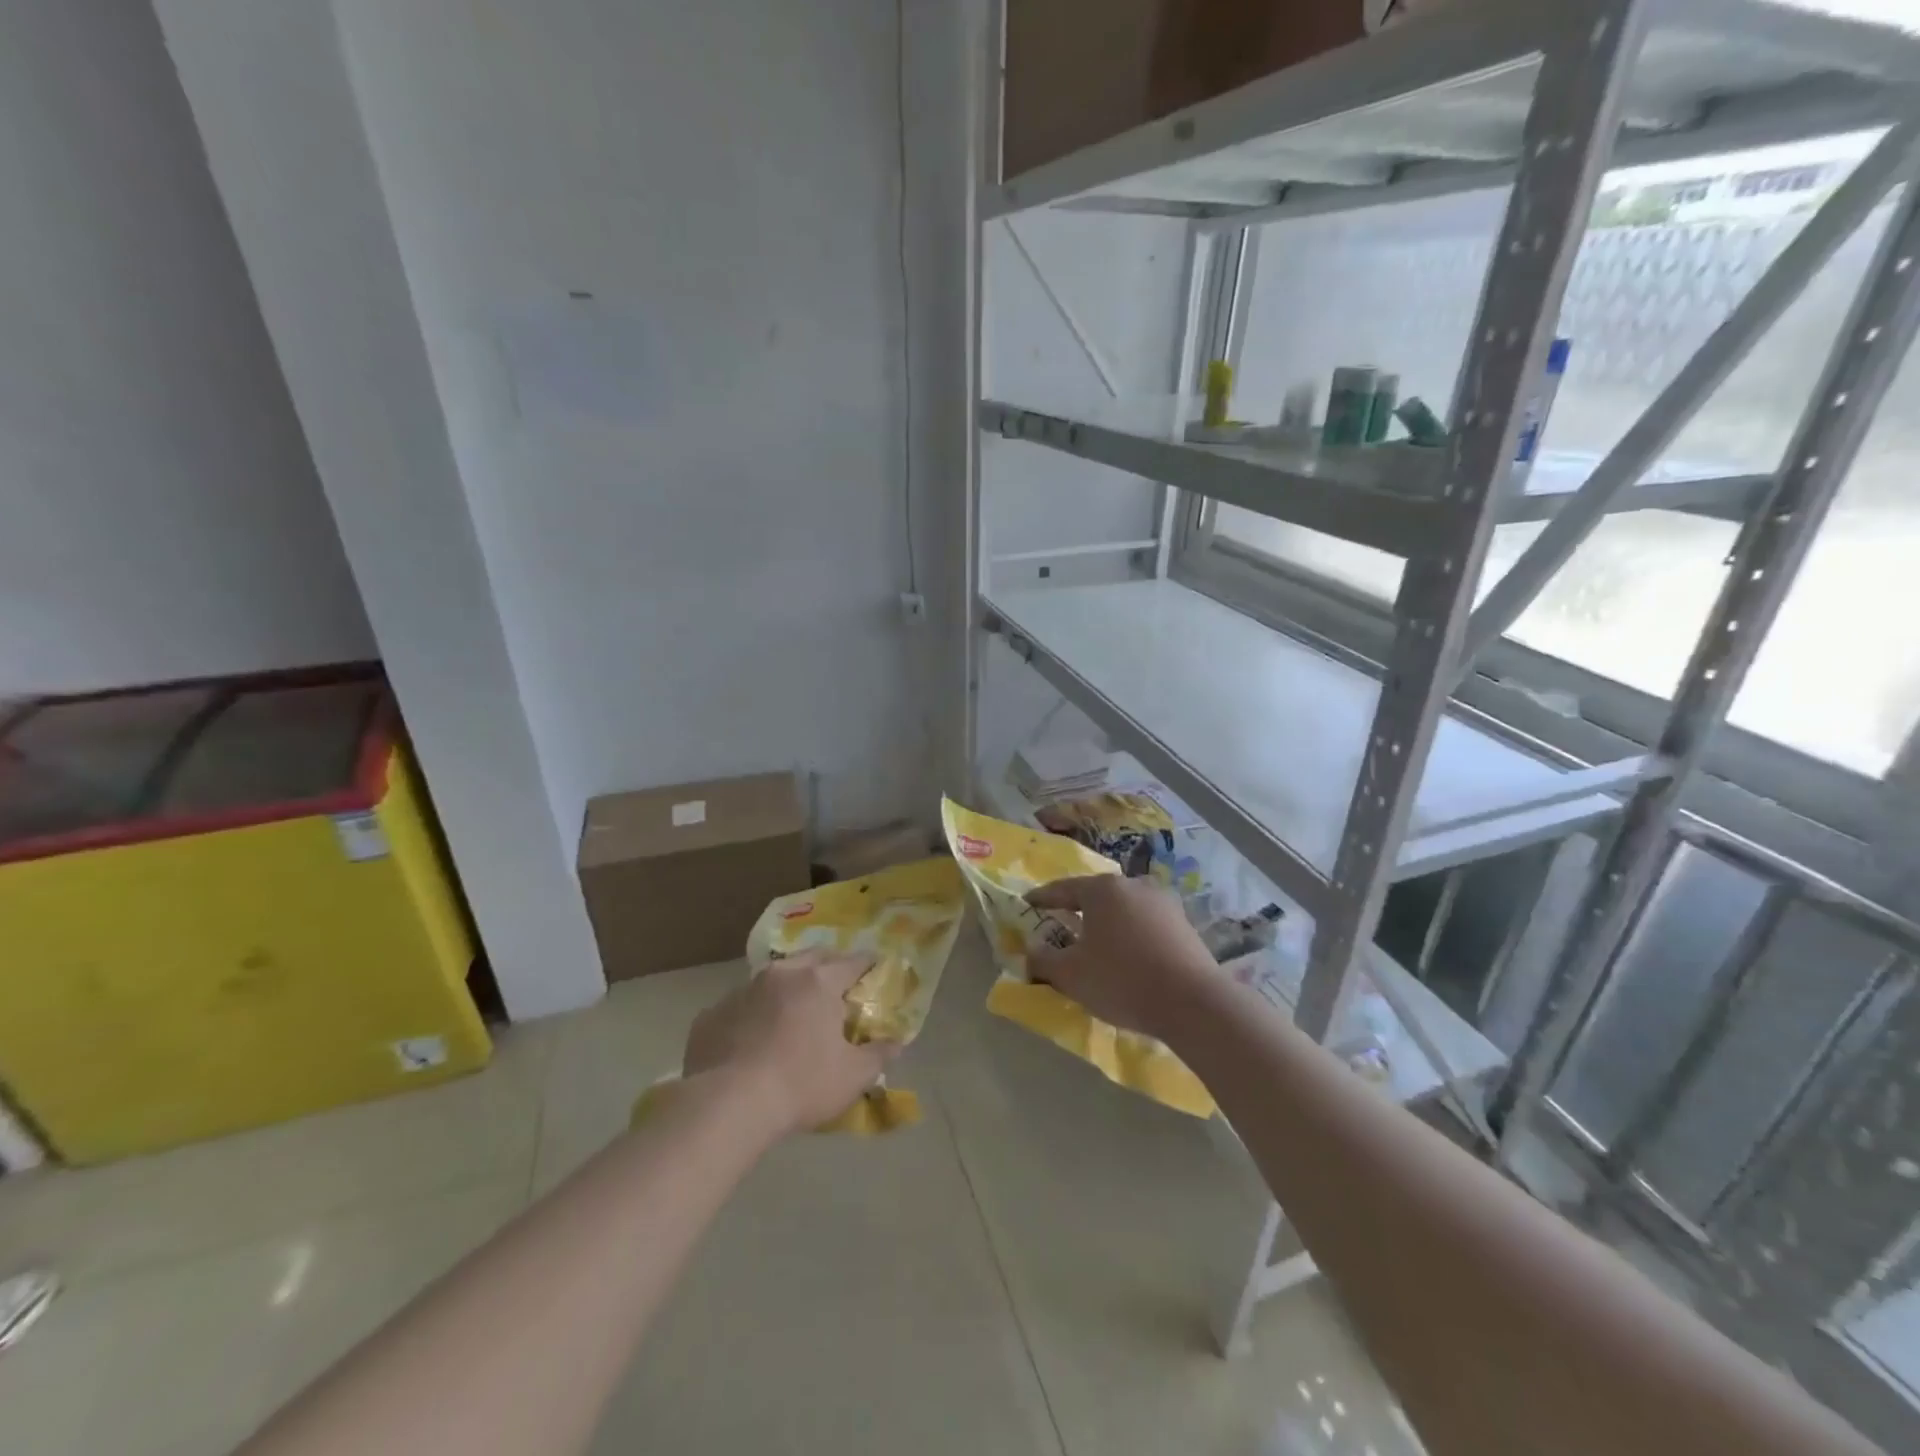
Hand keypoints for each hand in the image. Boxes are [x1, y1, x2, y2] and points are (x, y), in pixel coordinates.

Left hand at [683, 952, 900, 1139]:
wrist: (727, 1104)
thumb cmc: (801, 1084)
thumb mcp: (853, 1076)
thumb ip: (878, 1055)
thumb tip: (896, 1043)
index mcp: (818, 983)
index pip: (852, 962)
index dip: (866, 964)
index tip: (874, 968)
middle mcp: (781, 975)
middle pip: (811, 957)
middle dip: (827, 965)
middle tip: (836, 984)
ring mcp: (741, 991)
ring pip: (772, 978)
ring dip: (786, 987)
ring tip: (791, 1011)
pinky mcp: (711, 1014)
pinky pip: (739, 1006)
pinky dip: (751, 1014)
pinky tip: (751, 1039)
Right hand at [1025, 876, 1217, 1041]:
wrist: (1194, 1003)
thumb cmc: (1122, 980)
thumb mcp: (1070, 975)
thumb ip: (1043, 959)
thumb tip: (1031, 950)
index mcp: (1103, 889)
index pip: (1063, 889)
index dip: (1042, 899)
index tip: (1028, 904)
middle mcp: (1134, 885)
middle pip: (1096, 896)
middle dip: (1077, 911)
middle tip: (1061, 926)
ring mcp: (1164, 903)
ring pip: (1124, 910)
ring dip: (1107, 925)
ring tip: (1096, 946)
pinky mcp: (1185, 925)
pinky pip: (1146, 925)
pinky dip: (1131, 936)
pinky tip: (1128, 958)